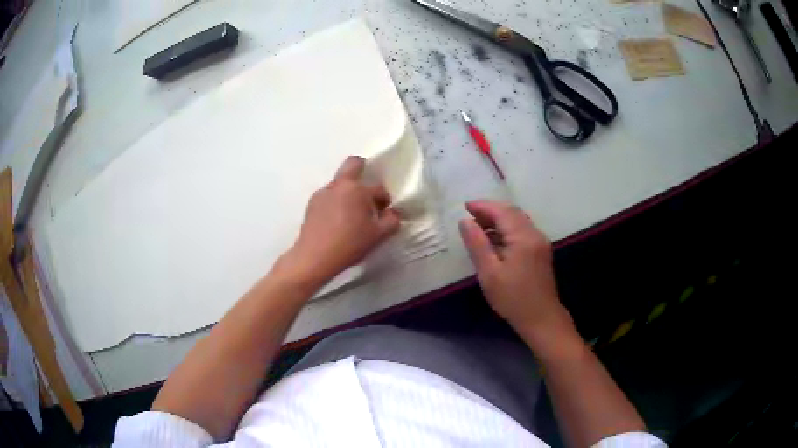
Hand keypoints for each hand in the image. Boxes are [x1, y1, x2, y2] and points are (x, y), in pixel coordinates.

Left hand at [281, 156, 400, 287]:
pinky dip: (335, 202)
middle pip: (352, 163)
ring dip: (348, 192)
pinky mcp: (311, 203)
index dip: (385, 200)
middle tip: (367, 191)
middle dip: (362, 168)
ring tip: (350, 215)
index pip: (378, 188)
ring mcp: (323, 192)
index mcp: (357, 190)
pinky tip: (336, 222)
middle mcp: (339, 185)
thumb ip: (391, 221)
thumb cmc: (349, 244)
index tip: (384, 213)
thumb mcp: (378, 235)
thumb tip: (392, 213)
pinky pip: (328, 196)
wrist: (314, 257)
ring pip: (339, 183)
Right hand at [459, 200, 567, 333]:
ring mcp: (540, 242)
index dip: (483, 206)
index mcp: (523, 237)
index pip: (502, 211)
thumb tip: (465, 221)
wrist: (541, 318)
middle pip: (512, 212)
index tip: (465, 206)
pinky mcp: (541, 251)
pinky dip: (507, 229)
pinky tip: (495, 239)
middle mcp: (535, 234)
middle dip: (491, 210)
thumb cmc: (512, 298)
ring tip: (479, 226)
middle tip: (470, 215)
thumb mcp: (489, 273)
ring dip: (499, 219)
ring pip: (518, 220)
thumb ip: (477, 244)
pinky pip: (522, 230)